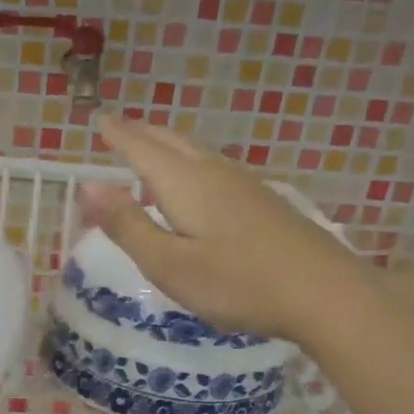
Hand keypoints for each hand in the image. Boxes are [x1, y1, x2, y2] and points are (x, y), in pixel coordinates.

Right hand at [79, 118, 369, 341]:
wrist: (326, 294)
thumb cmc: (237, 283)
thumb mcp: (169, 263)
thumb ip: (127, 225)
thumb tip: (87, 186)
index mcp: (185, 183)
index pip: (141, 148)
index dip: (118, 134)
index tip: (99, 119)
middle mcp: (214, 173)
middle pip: (172, 143)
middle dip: (142, 133)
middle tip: (119, 128)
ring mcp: (245, 186)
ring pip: (197, 153)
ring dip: (168, 146)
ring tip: (151, 150)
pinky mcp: (264, 203)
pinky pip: (215, 168)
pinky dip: (191, 164)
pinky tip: (197, 184)